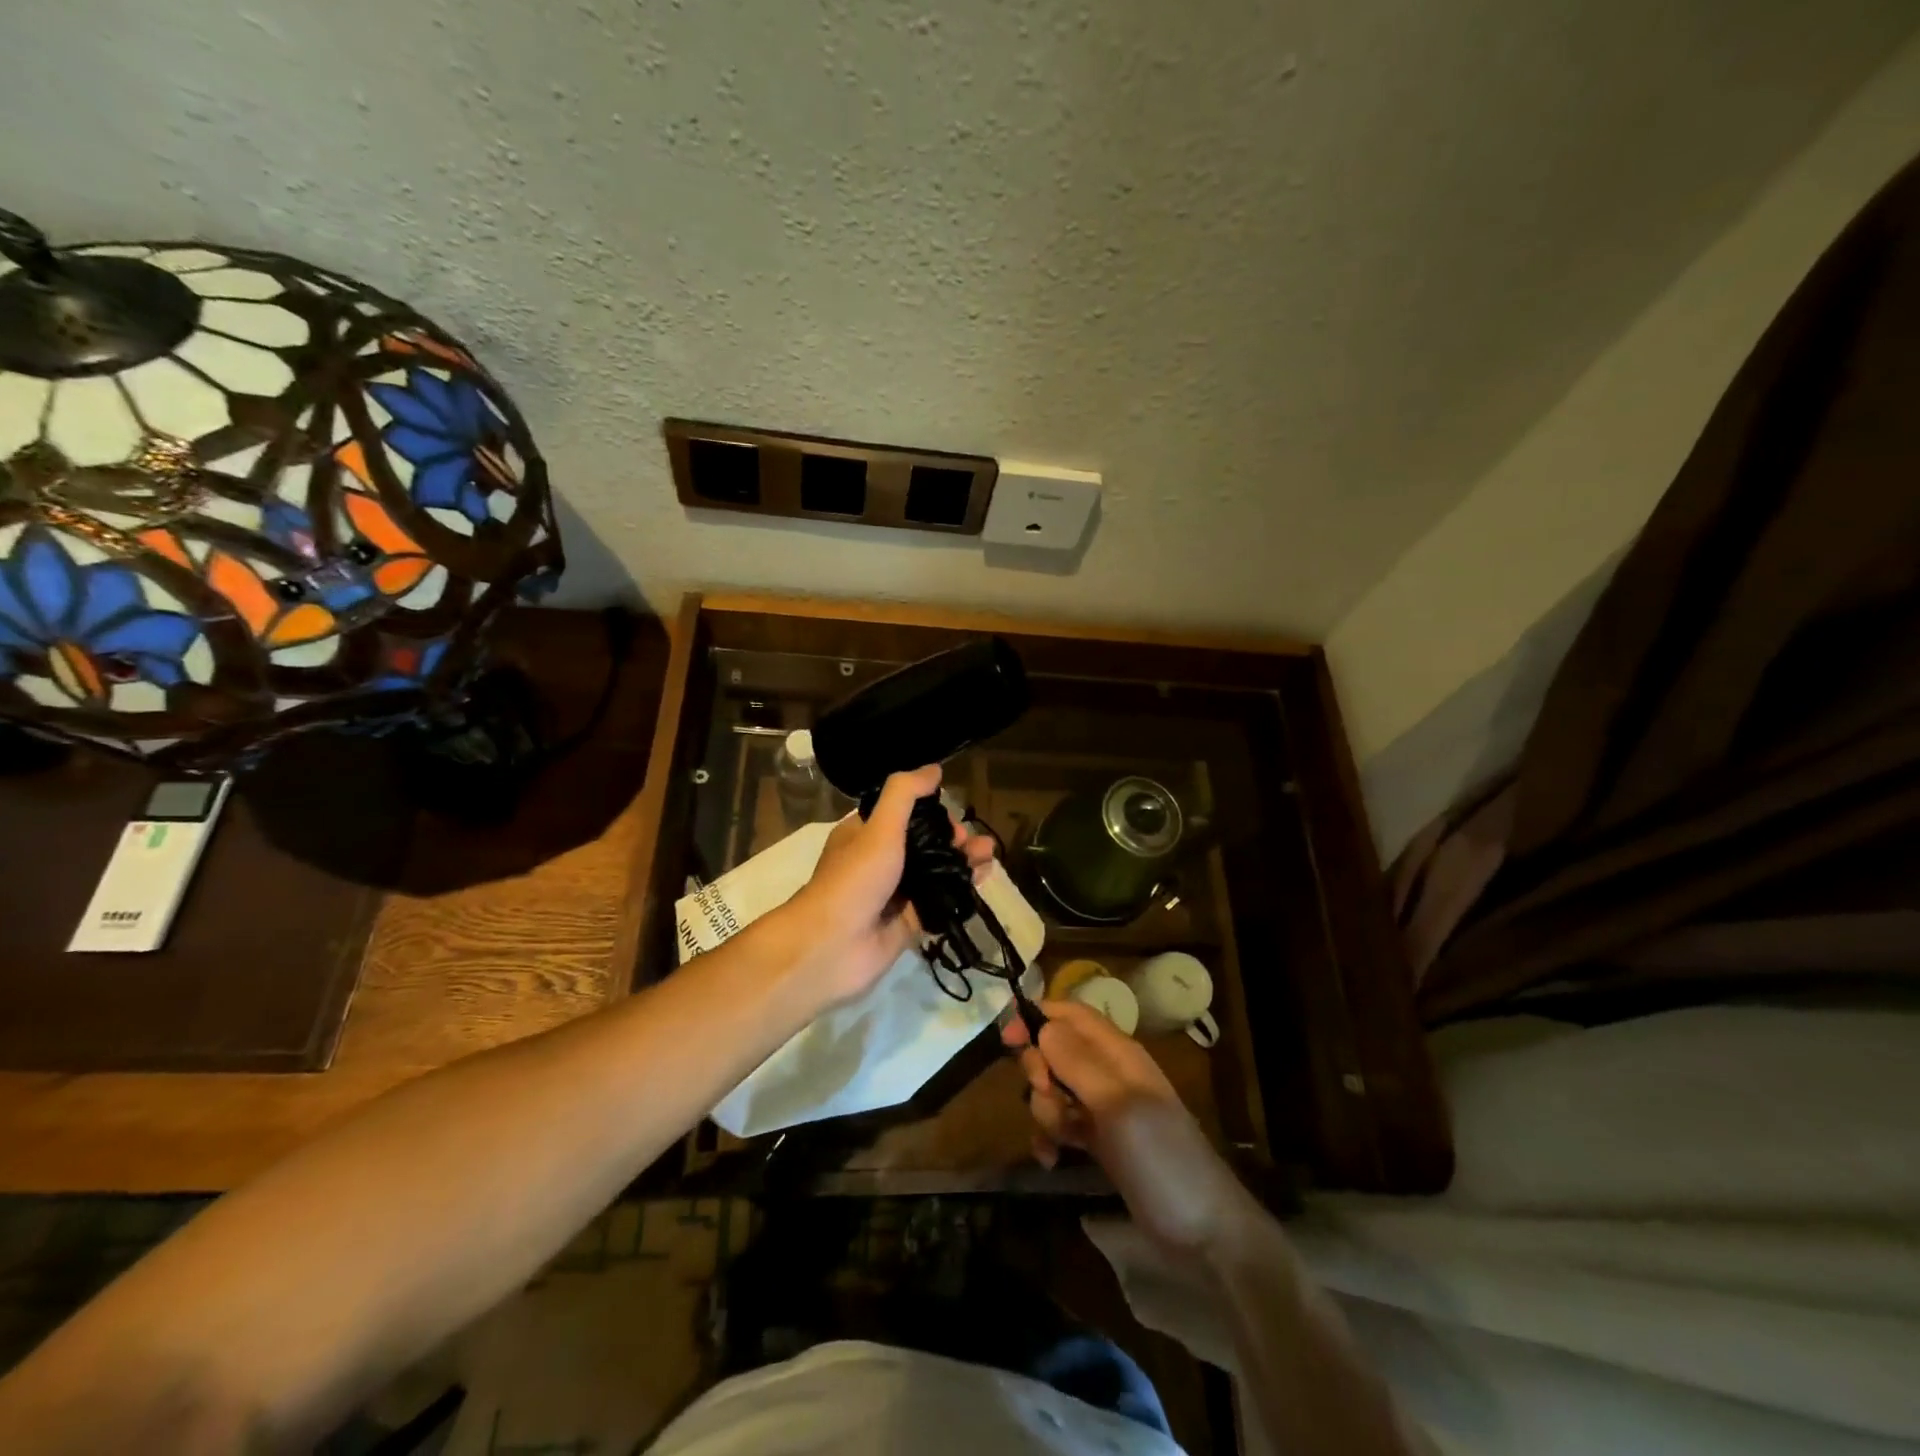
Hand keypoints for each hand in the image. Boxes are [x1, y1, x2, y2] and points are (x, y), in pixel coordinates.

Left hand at [783, 765, 996, 1004]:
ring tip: (990, 857)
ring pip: (937, 873)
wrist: (832, 946)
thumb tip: (935, 768)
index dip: (932, 813)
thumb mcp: (880, 827)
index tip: (953, 819)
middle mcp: (880, 862)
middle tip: (974, 843)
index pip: (905, 814)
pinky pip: (940, 903)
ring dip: (963, 862)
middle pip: (926, 844)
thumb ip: (905, 794)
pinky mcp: (908, 924)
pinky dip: (961, 892)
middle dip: (954, 839)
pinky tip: (982, 882)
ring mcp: (895, 895)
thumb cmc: (854, 879)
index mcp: (866, 835)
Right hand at [1004, 1001, 1259, 1253]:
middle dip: (1039, 1070)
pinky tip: (1051, 1159)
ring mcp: (1104, 1110)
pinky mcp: (1100, 1143)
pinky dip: (1051, 1138)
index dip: (1038, 1017)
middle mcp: (1109, 1074)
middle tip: (1048, 1096)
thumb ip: (1078, 1062)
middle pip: (1056, 1050)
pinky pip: (1062, 1125)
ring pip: (1055, 1089)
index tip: (1008, 1039)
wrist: (1204, 1233)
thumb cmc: (1161, 1158)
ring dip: (1045, 1110)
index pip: (1072, 1014)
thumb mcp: (1118, 1105)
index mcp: (1118, 1054)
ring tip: (1061, 1139)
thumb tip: (1041, 1023)